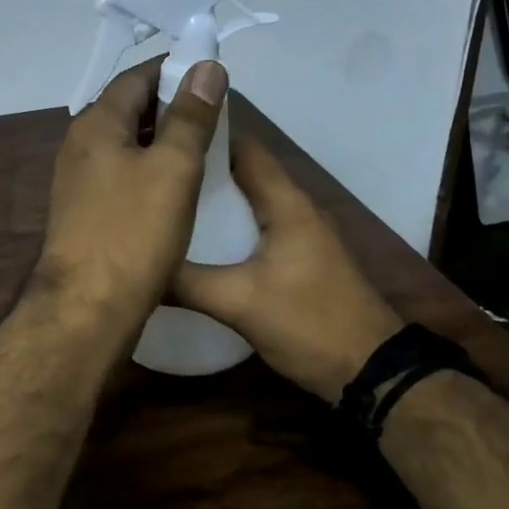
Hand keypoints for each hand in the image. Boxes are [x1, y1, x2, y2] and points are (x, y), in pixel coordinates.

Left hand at [30, 58, 227, 348]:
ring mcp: (78, 180)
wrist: (88, 307)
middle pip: (128, 109)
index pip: (136, 77)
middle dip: (170, 105)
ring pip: (126, 144)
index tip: (211, 76)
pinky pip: (121, 174)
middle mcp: (80, 145)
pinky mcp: (85, 211)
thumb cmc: (133, 232)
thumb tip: (205, 66)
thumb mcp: (173, 168)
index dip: (174, 70)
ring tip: (204, 148)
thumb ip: (190, 116)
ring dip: (162, 140)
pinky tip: (176, 187)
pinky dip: (149, 170)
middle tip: (215, 114)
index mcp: (96, 124)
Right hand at [171, 136, 402, 402]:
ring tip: (165, 203)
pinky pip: (256, 229)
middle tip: (155, 172)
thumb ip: (186, 282)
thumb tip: (138, 264)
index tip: (163, 136)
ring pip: (250, 203)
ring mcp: (302, 235)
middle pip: (244, 173)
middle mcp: (296, 209)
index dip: (205, 137)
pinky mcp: (300, 260)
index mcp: (286, 204)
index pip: (244, 148)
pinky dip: (228, 227)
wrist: (371, 372)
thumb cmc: (309, 323)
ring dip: (214, 200)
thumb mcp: (240, 303)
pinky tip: (198, 243)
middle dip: (201, 170)